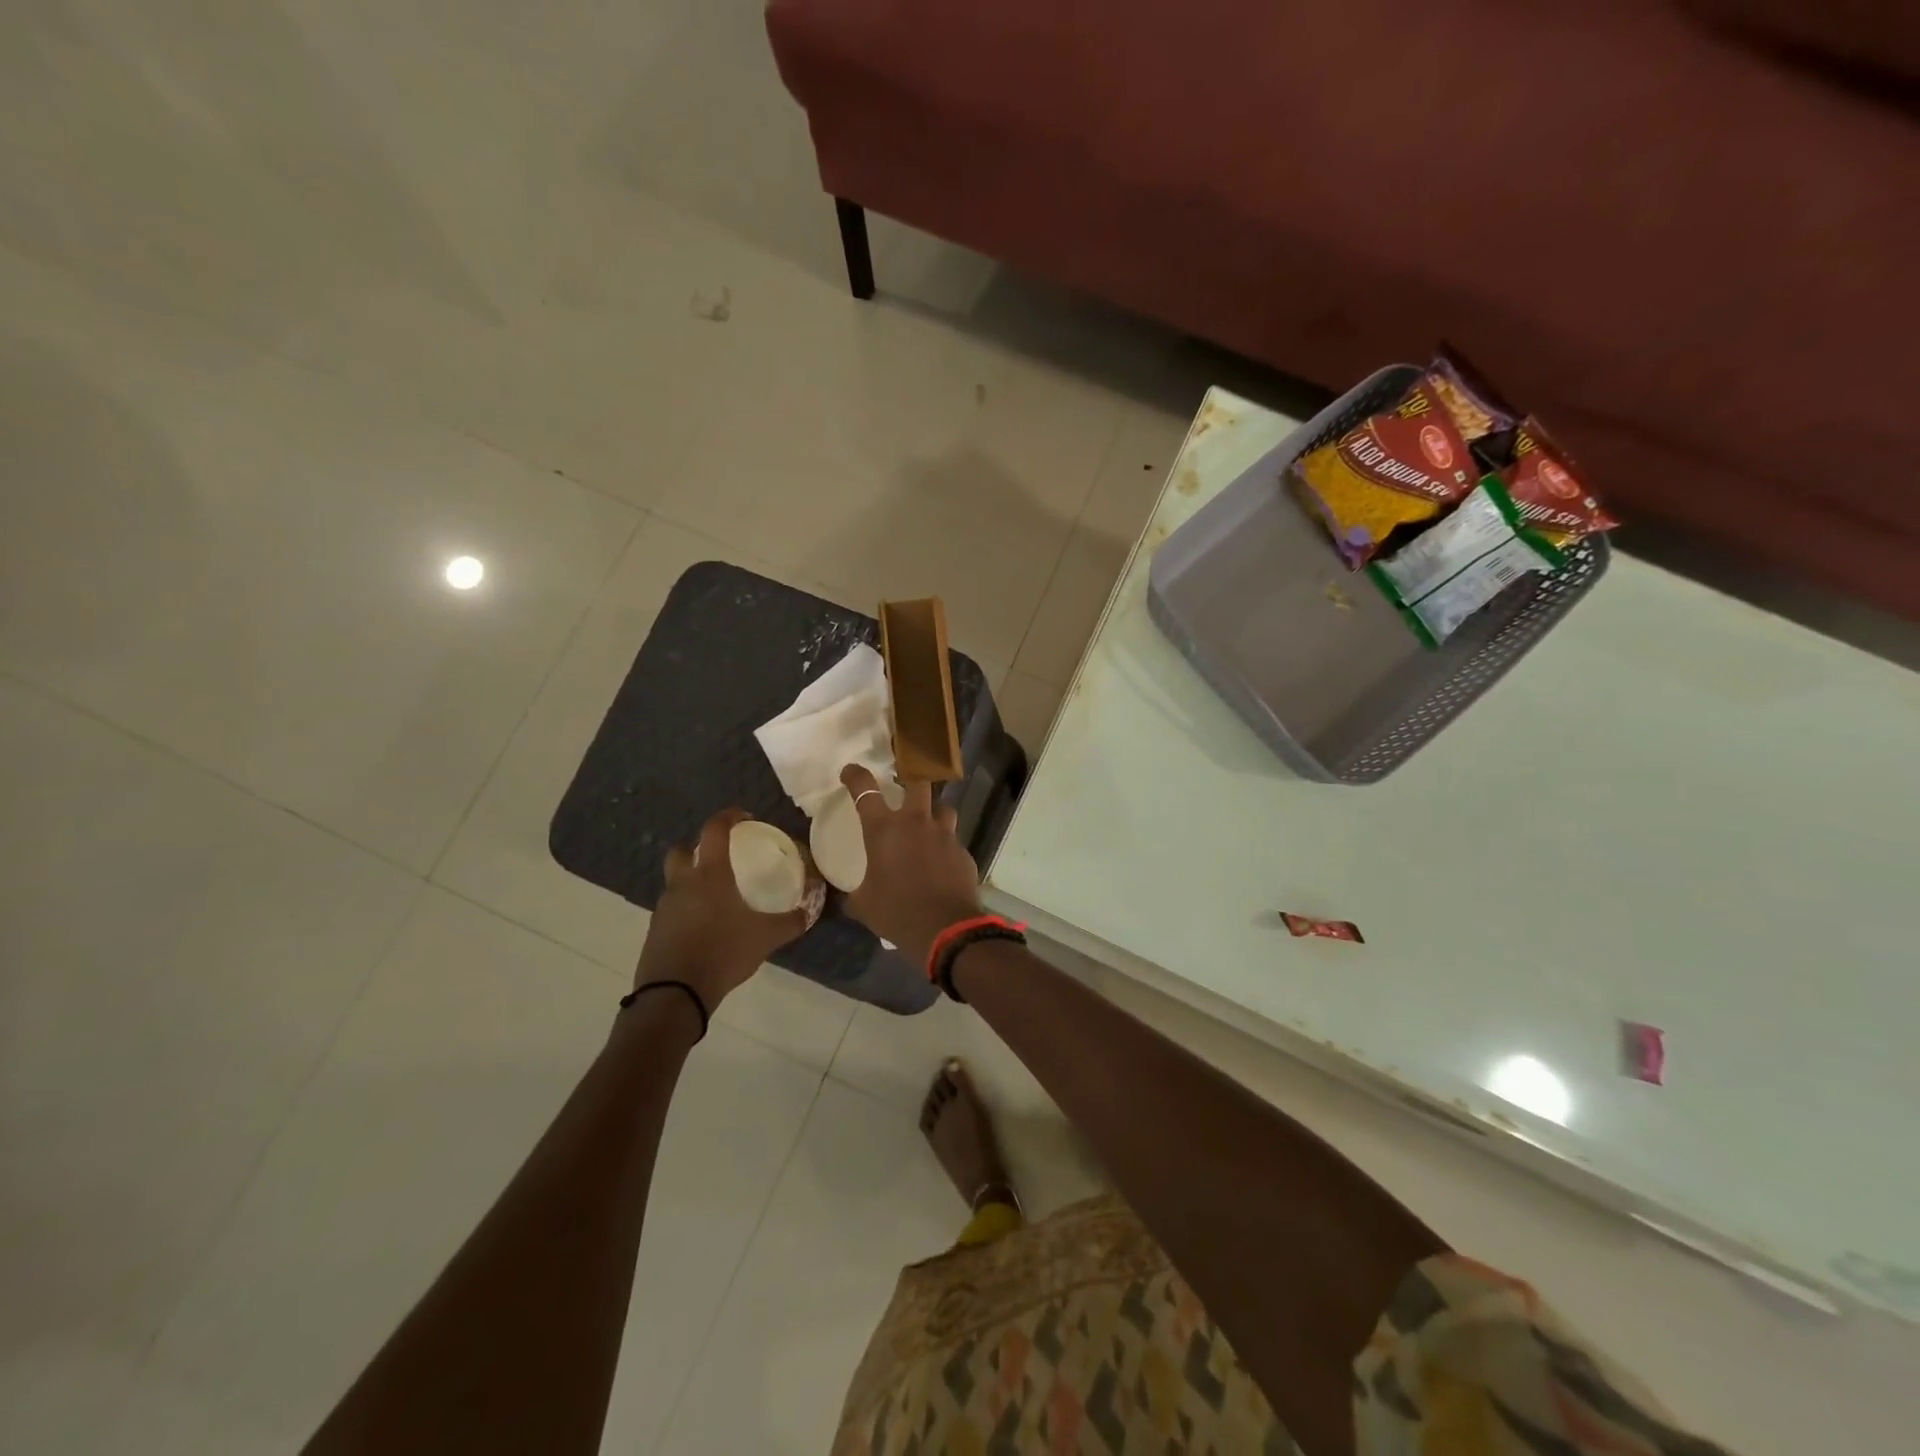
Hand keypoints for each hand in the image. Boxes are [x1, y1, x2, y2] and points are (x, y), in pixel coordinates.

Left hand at [635, 809, 810, 1008]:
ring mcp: (664, 907)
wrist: (675, 994)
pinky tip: (704, 924)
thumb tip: (811, 910)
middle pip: (681, 850)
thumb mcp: (766, 937)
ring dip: (690, 878)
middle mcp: (683, 883)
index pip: (714, 830)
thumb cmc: (723, 953)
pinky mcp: (655, 930)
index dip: (728, 816)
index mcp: (710, 875)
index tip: (744, 817)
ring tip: (716, 895)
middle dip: (696, 846)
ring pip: (675, 880)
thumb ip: (791, 921)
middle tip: (718, 855)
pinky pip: (672, 907)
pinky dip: (686, 907)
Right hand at [839, 764, 983, 966]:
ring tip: (928, 827)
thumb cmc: (896, 912)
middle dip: (910, 779)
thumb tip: (846, 899)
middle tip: (904, 787)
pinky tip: (942, 863)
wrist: (945, 929)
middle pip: (917, 782)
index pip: (865, 790)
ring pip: (943, 808)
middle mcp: (915, 823)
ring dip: (934, 813)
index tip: (850, 772)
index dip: (856, 776)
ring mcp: (944, 835)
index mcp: (884, 830)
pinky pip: (953, 840)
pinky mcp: (963, 852)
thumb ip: (854, 895)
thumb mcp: (864, 905)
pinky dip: (946, 846)